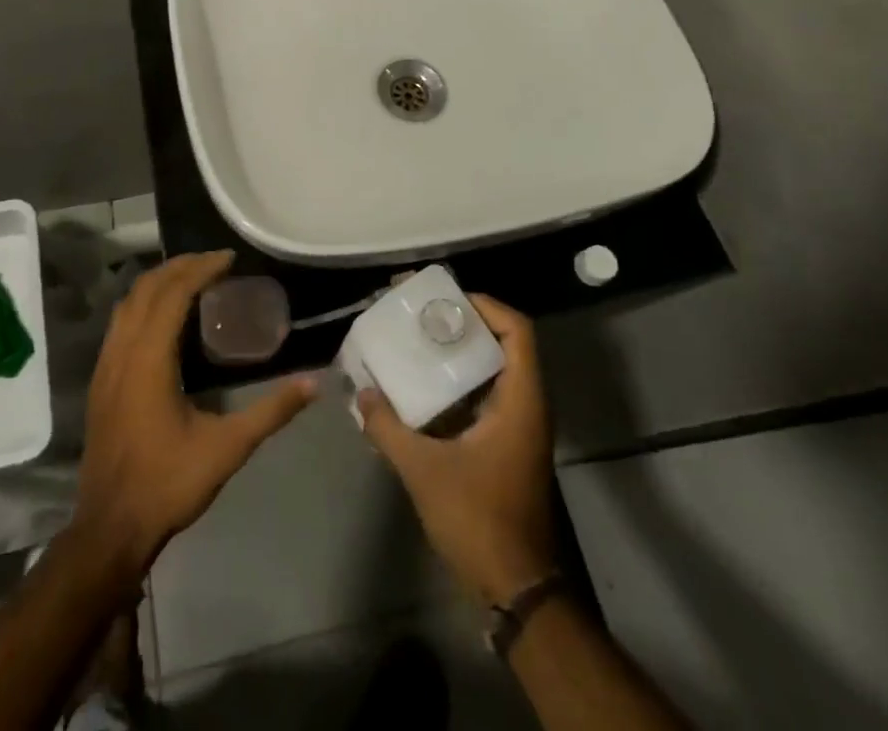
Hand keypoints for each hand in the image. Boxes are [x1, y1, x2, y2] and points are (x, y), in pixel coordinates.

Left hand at [71, 252, 316, 575]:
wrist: (109, 529)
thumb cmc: (168, 483)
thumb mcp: (227, 448)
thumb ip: (271, 412)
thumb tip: (314, 383)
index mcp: (149, 359)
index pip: (173, 293)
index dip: (201, 268)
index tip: (230, 258)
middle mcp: (122, 351)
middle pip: (147, 288)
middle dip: (180, 266)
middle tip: (215, 262)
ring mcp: (105, 365)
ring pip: (128, 302)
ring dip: (159, 281)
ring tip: (191, 277)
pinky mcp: (100, 380)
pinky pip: (120, 321)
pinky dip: (143, 302)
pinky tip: (163, 316)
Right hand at [359, 294, 558, 606]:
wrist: (515, 587)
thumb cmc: (477, 519)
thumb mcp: (424, 470)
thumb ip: (388, 427)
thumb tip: (359, 394)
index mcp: (521, 401)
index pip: (517, 331)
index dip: (485, 306)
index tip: (444, 299)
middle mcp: (528, 406)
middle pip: (505, 343)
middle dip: (465, 323)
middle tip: (422, 313)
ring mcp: (520, 427)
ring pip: (496, 370)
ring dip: (461, 351)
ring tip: (418, 339)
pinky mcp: (508, 445)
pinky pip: (488, 394)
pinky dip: (460, 380)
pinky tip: (424, 386)